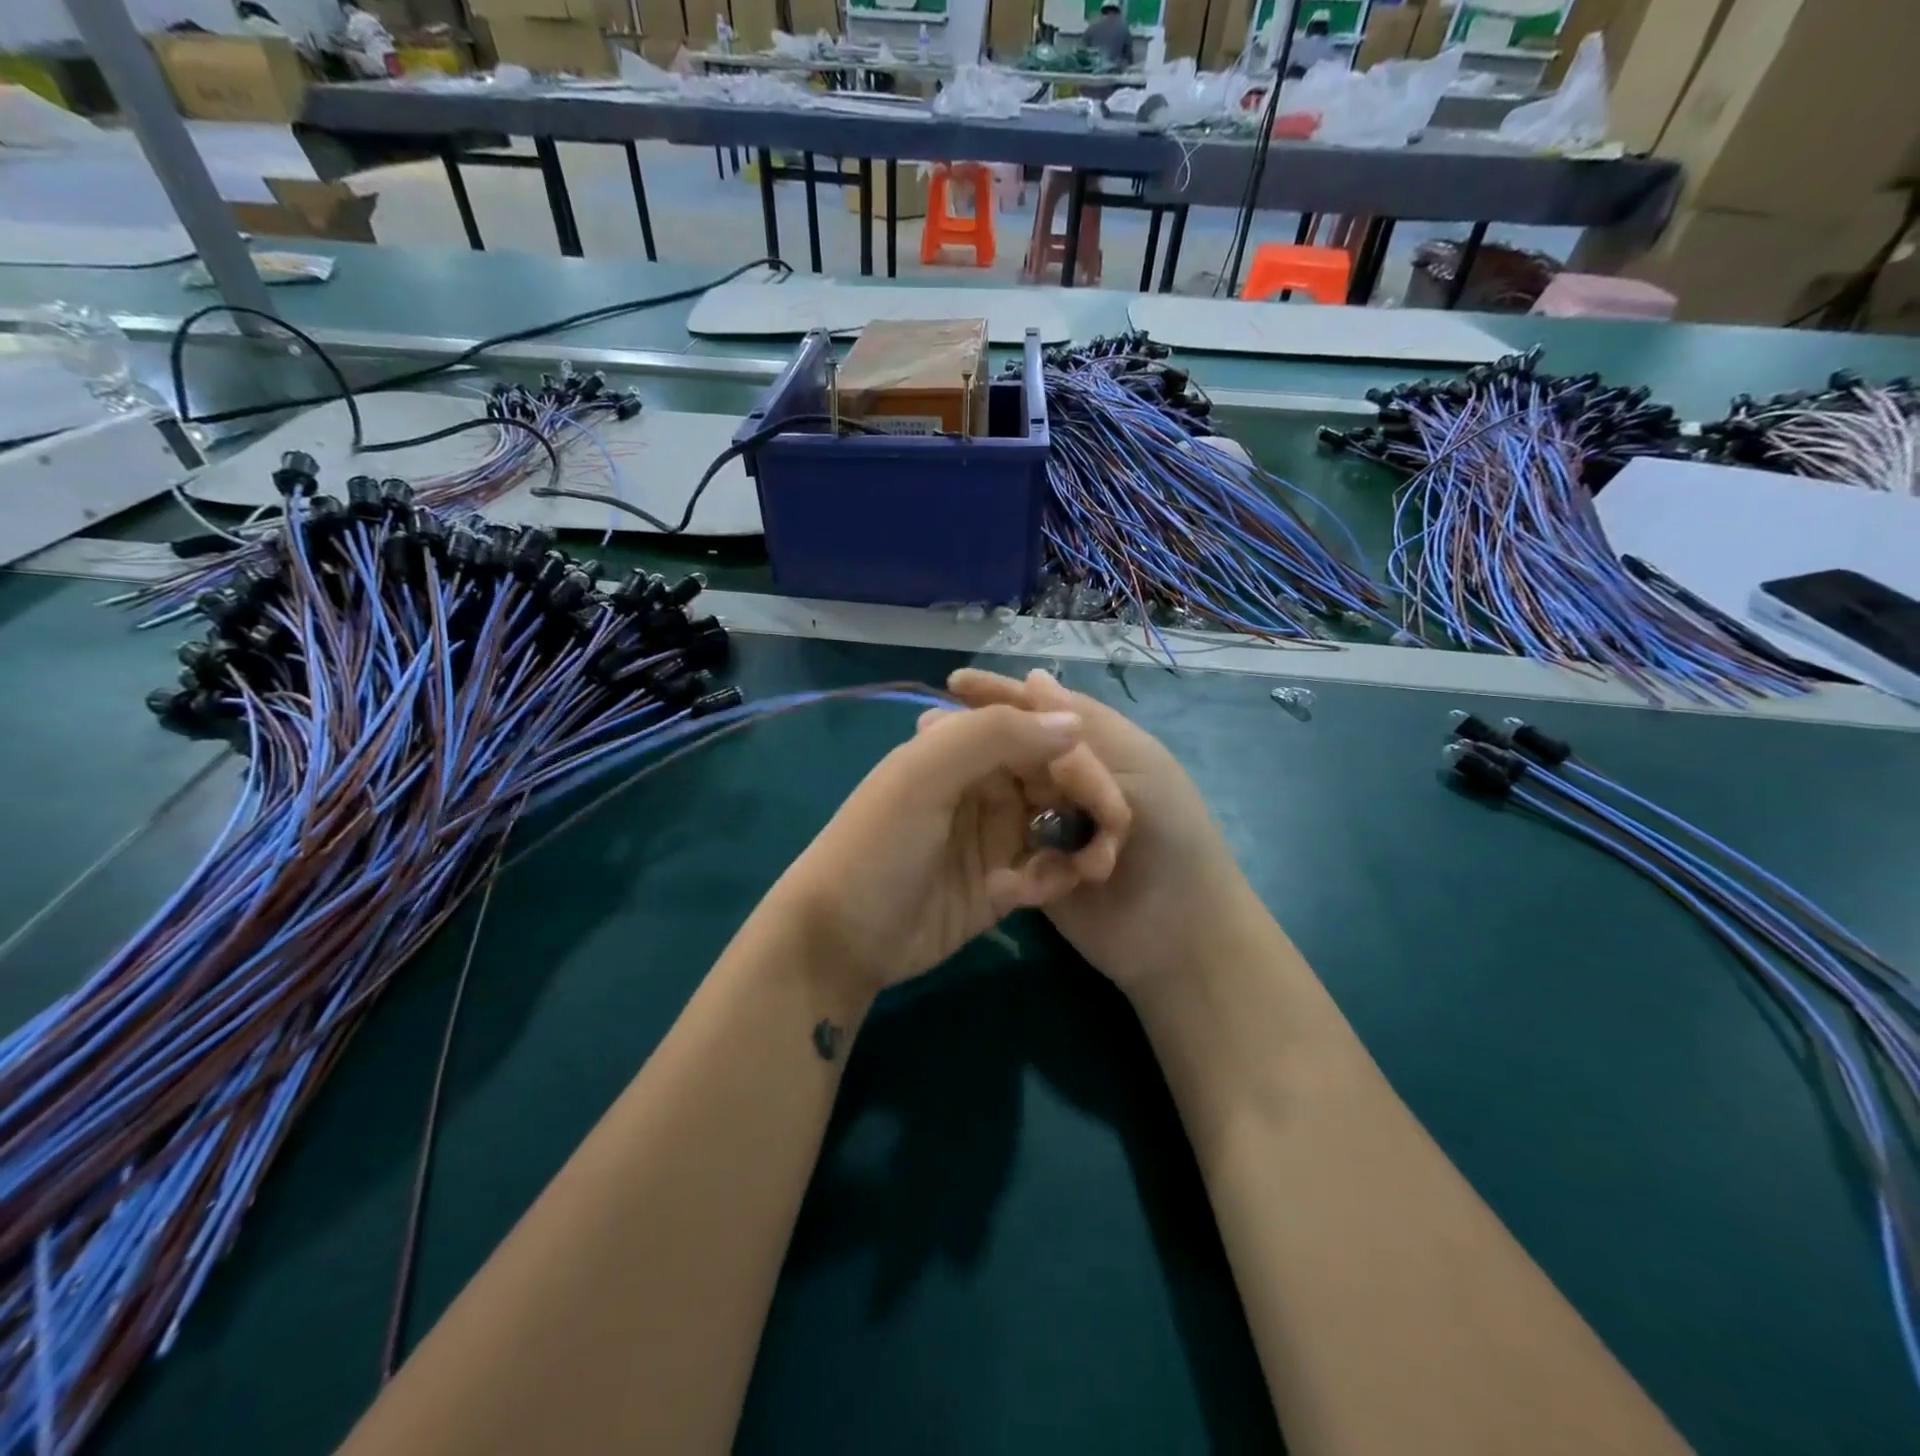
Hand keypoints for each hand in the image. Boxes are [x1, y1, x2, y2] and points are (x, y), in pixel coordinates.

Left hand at [768, 703, 1130, 1002]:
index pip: (1039, 738)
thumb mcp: (923, 776)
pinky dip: (1052, 878)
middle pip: (1058, 781)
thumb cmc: (878, 846)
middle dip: (1089, 809)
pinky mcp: (1000, 883)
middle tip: (1110, 847)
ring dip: (1077, 847)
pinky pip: (1046, 870)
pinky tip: (1033, 896)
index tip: (1112, 804)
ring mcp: (993, 835)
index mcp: (963, 748)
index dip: (1080, 766)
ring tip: (1085, 873)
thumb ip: (995, 736)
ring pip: (1059, 826)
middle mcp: (983, 784)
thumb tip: (1073, 723)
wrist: (840, 940)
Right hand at [944, 668, 1253, 999]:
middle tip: (927, 734)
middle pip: (1015, 752)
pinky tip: (961, 830)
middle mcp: (1067, 784)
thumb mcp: (1138, 769)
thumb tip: (1034, 677)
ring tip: (935, 780)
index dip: (999, 695)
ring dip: (979, 791)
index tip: (953, 684)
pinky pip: (1006, 846)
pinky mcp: (1036, 868)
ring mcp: (1050, 827)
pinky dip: (994, 841)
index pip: (1039, 712)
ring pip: (1005, 797)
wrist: (1183, 937)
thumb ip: (1087, 727)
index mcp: (1096, 750)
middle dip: (978, 741)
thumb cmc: (1171, 840)